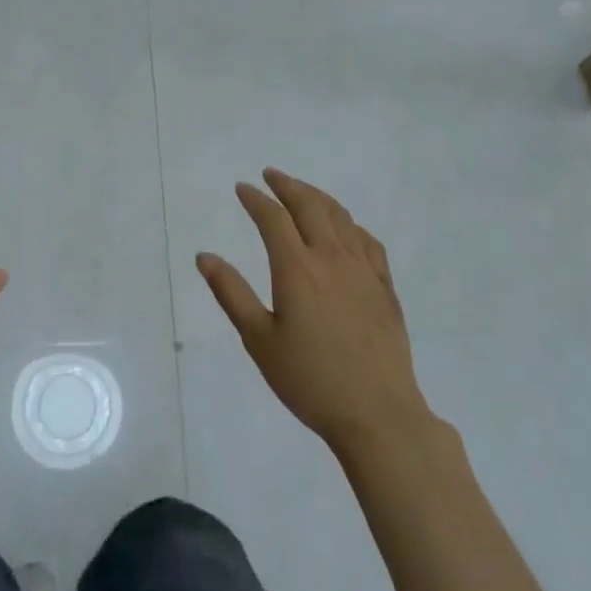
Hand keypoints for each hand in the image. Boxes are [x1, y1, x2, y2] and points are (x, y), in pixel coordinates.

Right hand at [197, 169, 430, 458]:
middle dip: (288, 186)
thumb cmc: (309, 380)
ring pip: (342, 218)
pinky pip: (368, 242)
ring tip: (303, 191)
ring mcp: (364, 272)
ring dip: (319, 198)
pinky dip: (351, 224)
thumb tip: (204, 256)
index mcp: (297, 269)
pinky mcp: (385, 288)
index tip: (243, 188)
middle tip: (271, 176)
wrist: (378, 414)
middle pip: (310, 207)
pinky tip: (346, 229)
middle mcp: (332, 259)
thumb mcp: (259, 340)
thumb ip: (231, 293)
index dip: (256, 200)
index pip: (273, 219)